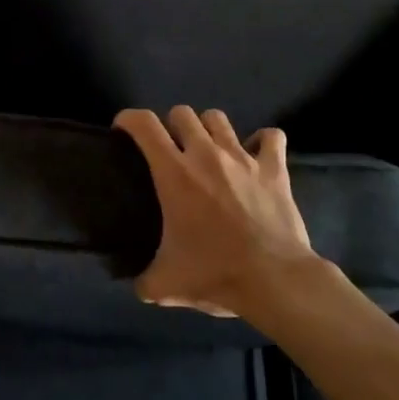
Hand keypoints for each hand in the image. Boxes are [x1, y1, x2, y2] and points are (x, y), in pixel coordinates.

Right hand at [113, 105, 319, 317]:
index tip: (123, 129)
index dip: (129, 119)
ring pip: (218, 118)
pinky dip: (262, 141)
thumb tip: (139, 286)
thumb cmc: (215, 274)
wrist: (274, 280)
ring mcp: (243, 158)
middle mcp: (206, 154)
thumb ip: (145, 281)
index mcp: (174, 173)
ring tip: (209, 149)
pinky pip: (271, 137)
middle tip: (171, 149)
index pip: (144, 124)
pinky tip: (256, 154)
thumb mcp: (167, 285)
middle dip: (172, 125)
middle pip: (182, 113)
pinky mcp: (274, 169)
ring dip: (209, 128)